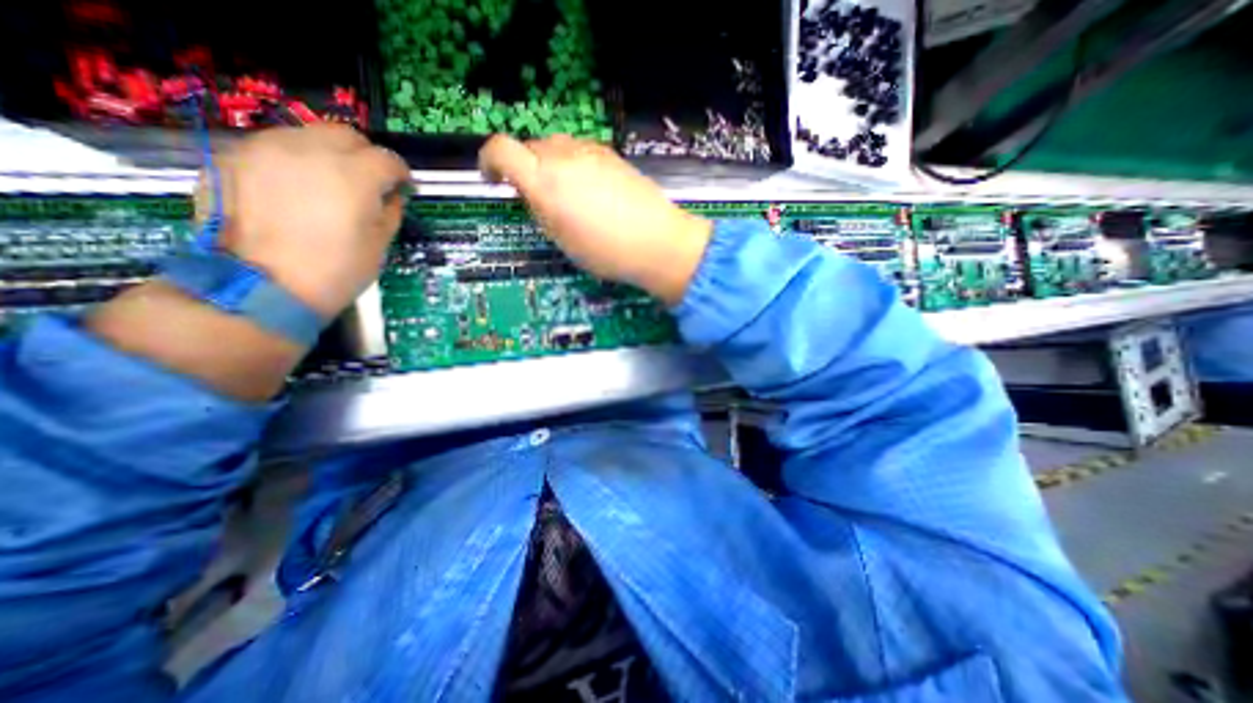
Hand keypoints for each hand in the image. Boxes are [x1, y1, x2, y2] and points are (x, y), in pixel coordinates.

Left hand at [202, 123, 411, 315]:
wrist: (261, 286)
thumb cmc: (336, 270)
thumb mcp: (380, 244)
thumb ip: (390, 211)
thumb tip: (391, 195)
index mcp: (353, 174)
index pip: (388, 159)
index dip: (401, 174)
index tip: (402, 189)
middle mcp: (310, 149)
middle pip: (347, 135)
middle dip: (365, 156)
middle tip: (369, 183)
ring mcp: (266, 148)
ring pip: (308, 135)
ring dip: (329, 155)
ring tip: (330, 185)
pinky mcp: (234, 156)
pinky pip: (276, 148)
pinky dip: (295, 162)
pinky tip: (296, 190)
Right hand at [481, 135, 707, 303]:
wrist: (657, 241)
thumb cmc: (606, 251)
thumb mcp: (562, 240)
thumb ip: (541, 209)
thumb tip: (532, 193)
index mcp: (544, 181)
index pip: (501, 150)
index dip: (488, 160)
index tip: (491, 178)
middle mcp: (564, 156)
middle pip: (530, 147)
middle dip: (524, 167)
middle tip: (535, 196)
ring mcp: (590, 152)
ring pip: (556, 146)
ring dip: (549, 164)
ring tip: (565, 194)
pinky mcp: (612, 154)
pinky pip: (580, 151)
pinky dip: (573, 164)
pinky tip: (589, 189)